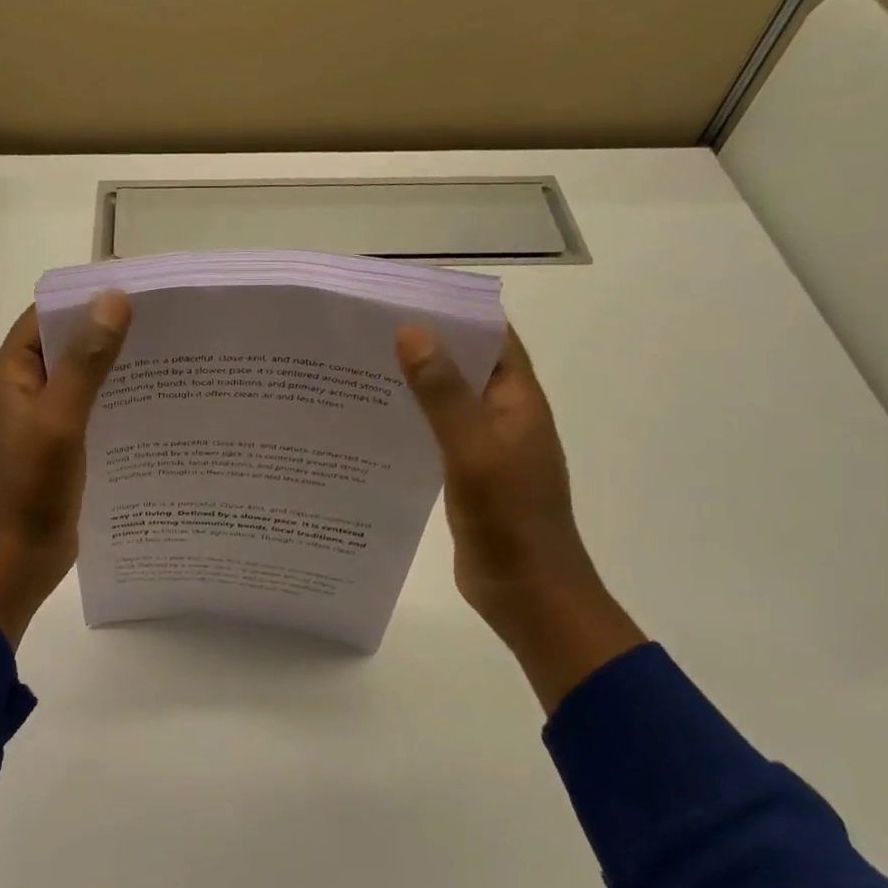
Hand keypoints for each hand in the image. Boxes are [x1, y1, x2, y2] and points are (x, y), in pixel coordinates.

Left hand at [0, 293, 131, 645]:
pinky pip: (84, 414)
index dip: (85, 300)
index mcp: (9, 376)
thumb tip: (113, 299)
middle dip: (106, 333)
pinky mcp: (54, 451)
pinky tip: (149, 407)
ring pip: (77, 382)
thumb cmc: (29, 489)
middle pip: (64, 347)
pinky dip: (110, 404)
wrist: (12, 563)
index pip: (46, 318)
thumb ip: (86, 362)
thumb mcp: (60, 420)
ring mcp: (36, 424)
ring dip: (112, 370)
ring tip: (165, 359)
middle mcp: (19, 393)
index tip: (136, 290)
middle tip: (162, 324)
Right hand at [397, 322, 644, 712]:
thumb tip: (412, 330)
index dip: (455, 308)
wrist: (528, 594)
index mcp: (517, 400)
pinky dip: (411, 420)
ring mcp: (486, 446)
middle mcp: (504, 415)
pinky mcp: (468, 474)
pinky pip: (437, 433)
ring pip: (448, 399)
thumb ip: (443, 394)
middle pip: (465, 363)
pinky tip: (372, 422)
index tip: (404, 292)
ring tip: (358, 366)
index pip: (491, 334)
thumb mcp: (474, 450)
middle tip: (366, 328)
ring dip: (415, 382)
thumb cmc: (509, 519)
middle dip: (425, 342)